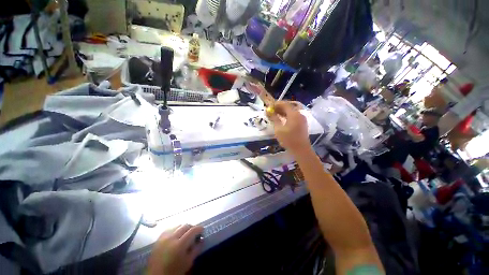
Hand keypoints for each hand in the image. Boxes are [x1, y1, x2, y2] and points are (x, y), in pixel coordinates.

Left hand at [148, 224, 203, 274]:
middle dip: (192, 227)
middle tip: (195, 233)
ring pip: (177, 225)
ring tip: (186, 234)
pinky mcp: (158, 239)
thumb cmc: (174, 271)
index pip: (192, 230)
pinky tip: (176, 235)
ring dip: (184, 227)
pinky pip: (169, 229)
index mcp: (180, 244)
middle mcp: (172, 238)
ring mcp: (164, 237)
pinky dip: (175, 229)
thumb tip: (202, 239)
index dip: (199, 228)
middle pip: (185, 225)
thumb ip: (196, 249)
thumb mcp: (188, 262)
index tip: (203, 230)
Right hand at [266, 101, 310, 154]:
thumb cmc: (289, 140)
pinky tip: (282, 120)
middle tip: (271, 111)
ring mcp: (302, 119)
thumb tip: (268, 111)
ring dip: (283, 112)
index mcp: (294, 114)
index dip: (276, 104)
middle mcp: (299, 114)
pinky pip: (294, 116)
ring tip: (275, 115)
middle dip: (279, 108)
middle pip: (288, 107)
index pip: (284, 104)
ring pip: (291, 111)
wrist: (301, 150)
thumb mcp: (278, 129)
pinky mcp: (302, 123)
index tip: (269, 106)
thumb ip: (274, 118)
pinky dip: (287, 116)